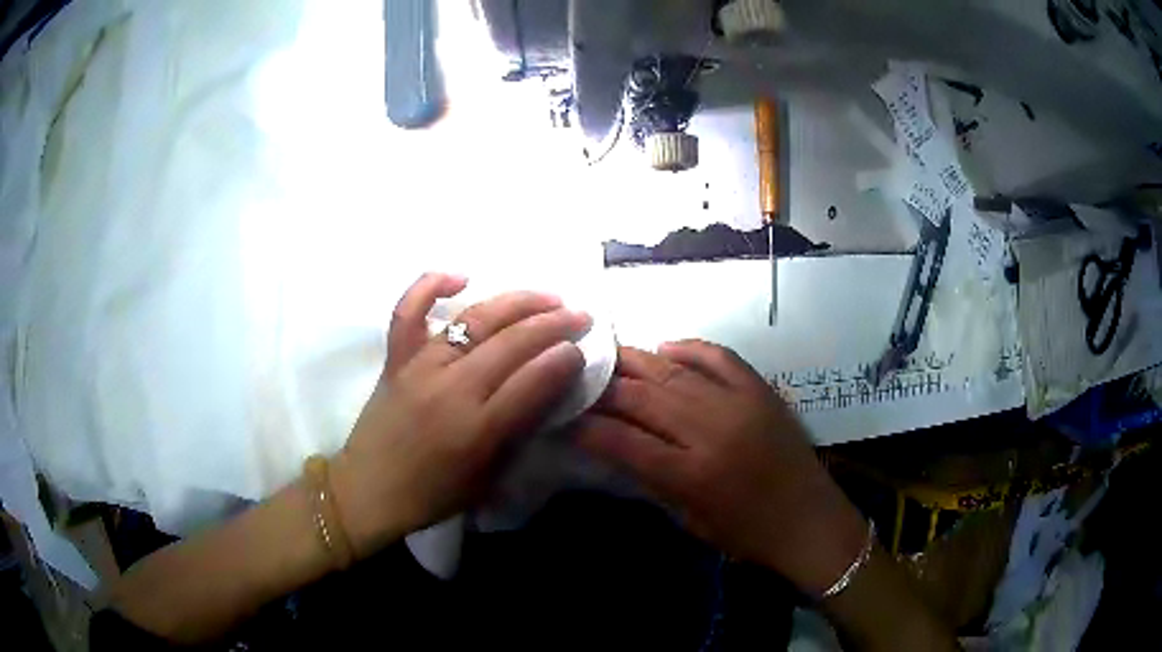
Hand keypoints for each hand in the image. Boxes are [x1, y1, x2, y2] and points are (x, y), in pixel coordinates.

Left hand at [331, 273, 589, 557]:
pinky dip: (431, 286)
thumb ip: (520, 432)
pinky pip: (408, 311)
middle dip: (554, 324)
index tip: (582, 350)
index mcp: (478, 430)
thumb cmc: (434, 494)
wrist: (369, 490)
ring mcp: (419, 367)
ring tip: (548, 296)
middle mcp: (451, 389)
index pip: (533, 381)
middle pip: (511, 343)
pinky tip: (462, 277)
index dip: (564, 360)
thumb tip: (549, 389)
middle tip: (580, 316)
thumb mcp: (489, 478)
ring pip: (474, 320)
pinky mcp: (395, 358)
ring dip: (516, 302)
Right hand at [577, 341, 867, 595]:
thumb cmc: (748, 534)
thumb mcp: (691, 520)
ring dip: (636, 361)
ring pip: (675, 373)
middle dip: (605, 387)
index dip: (588, 427)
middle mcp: (713, 431)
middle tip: (578, 377)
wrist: (810, 521)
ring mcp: (740, 404)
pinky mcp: (761, 390)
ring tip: (608, 354)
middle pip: (645, 398)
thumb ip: (653, 480)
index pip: (624, 441)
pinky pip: (720, 357)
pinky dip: (689, 348)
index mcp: (693, 474)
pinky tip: (664, 348)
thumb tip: (616, 445)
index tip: (565, 415)